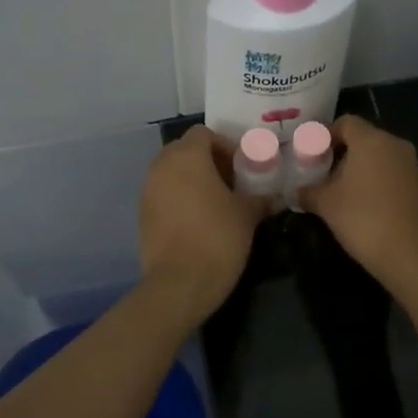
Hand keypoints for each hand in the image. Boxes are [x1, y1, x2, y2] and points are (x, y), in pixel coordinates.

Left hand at [139, 126, 272, 319]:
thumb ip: (260, 198)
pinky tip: (198, 221)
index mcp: (186, 157)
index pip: (204, 134)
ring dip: (193, 180)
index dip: (225, 146)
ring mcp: (147, 191)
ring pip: (172, 173)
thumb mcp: (247, 215)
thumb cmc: (218, 238)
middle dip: (208, 162)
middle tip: (231, 183)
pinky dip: (180, 198)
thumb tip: (274, 196)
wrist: (180, 283)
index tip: (242, 167)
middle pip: (185, 150)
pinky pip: (163, 194)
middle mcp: (161, 166)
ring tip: (217, 203)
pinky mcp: (142, 214)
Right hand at [301, 116, 417, 290]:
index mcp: (372, 141)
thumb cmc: (364, 220)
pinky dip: (381, 185)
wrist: (415, 256)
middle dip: (343, 155)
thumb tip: (297, 190)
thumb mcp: (326, 205)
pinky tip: (370, 210)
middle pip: (365, 140)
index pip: (346, 122)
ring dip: (363, 171)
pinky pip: (397, 177)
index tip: (312, 155)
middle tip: (324, 177)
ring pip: (382, 159)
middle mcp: (397, 146)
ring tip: (345, 195)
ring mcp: (415, 167)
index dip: (326, 135)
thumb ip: (308, 191)